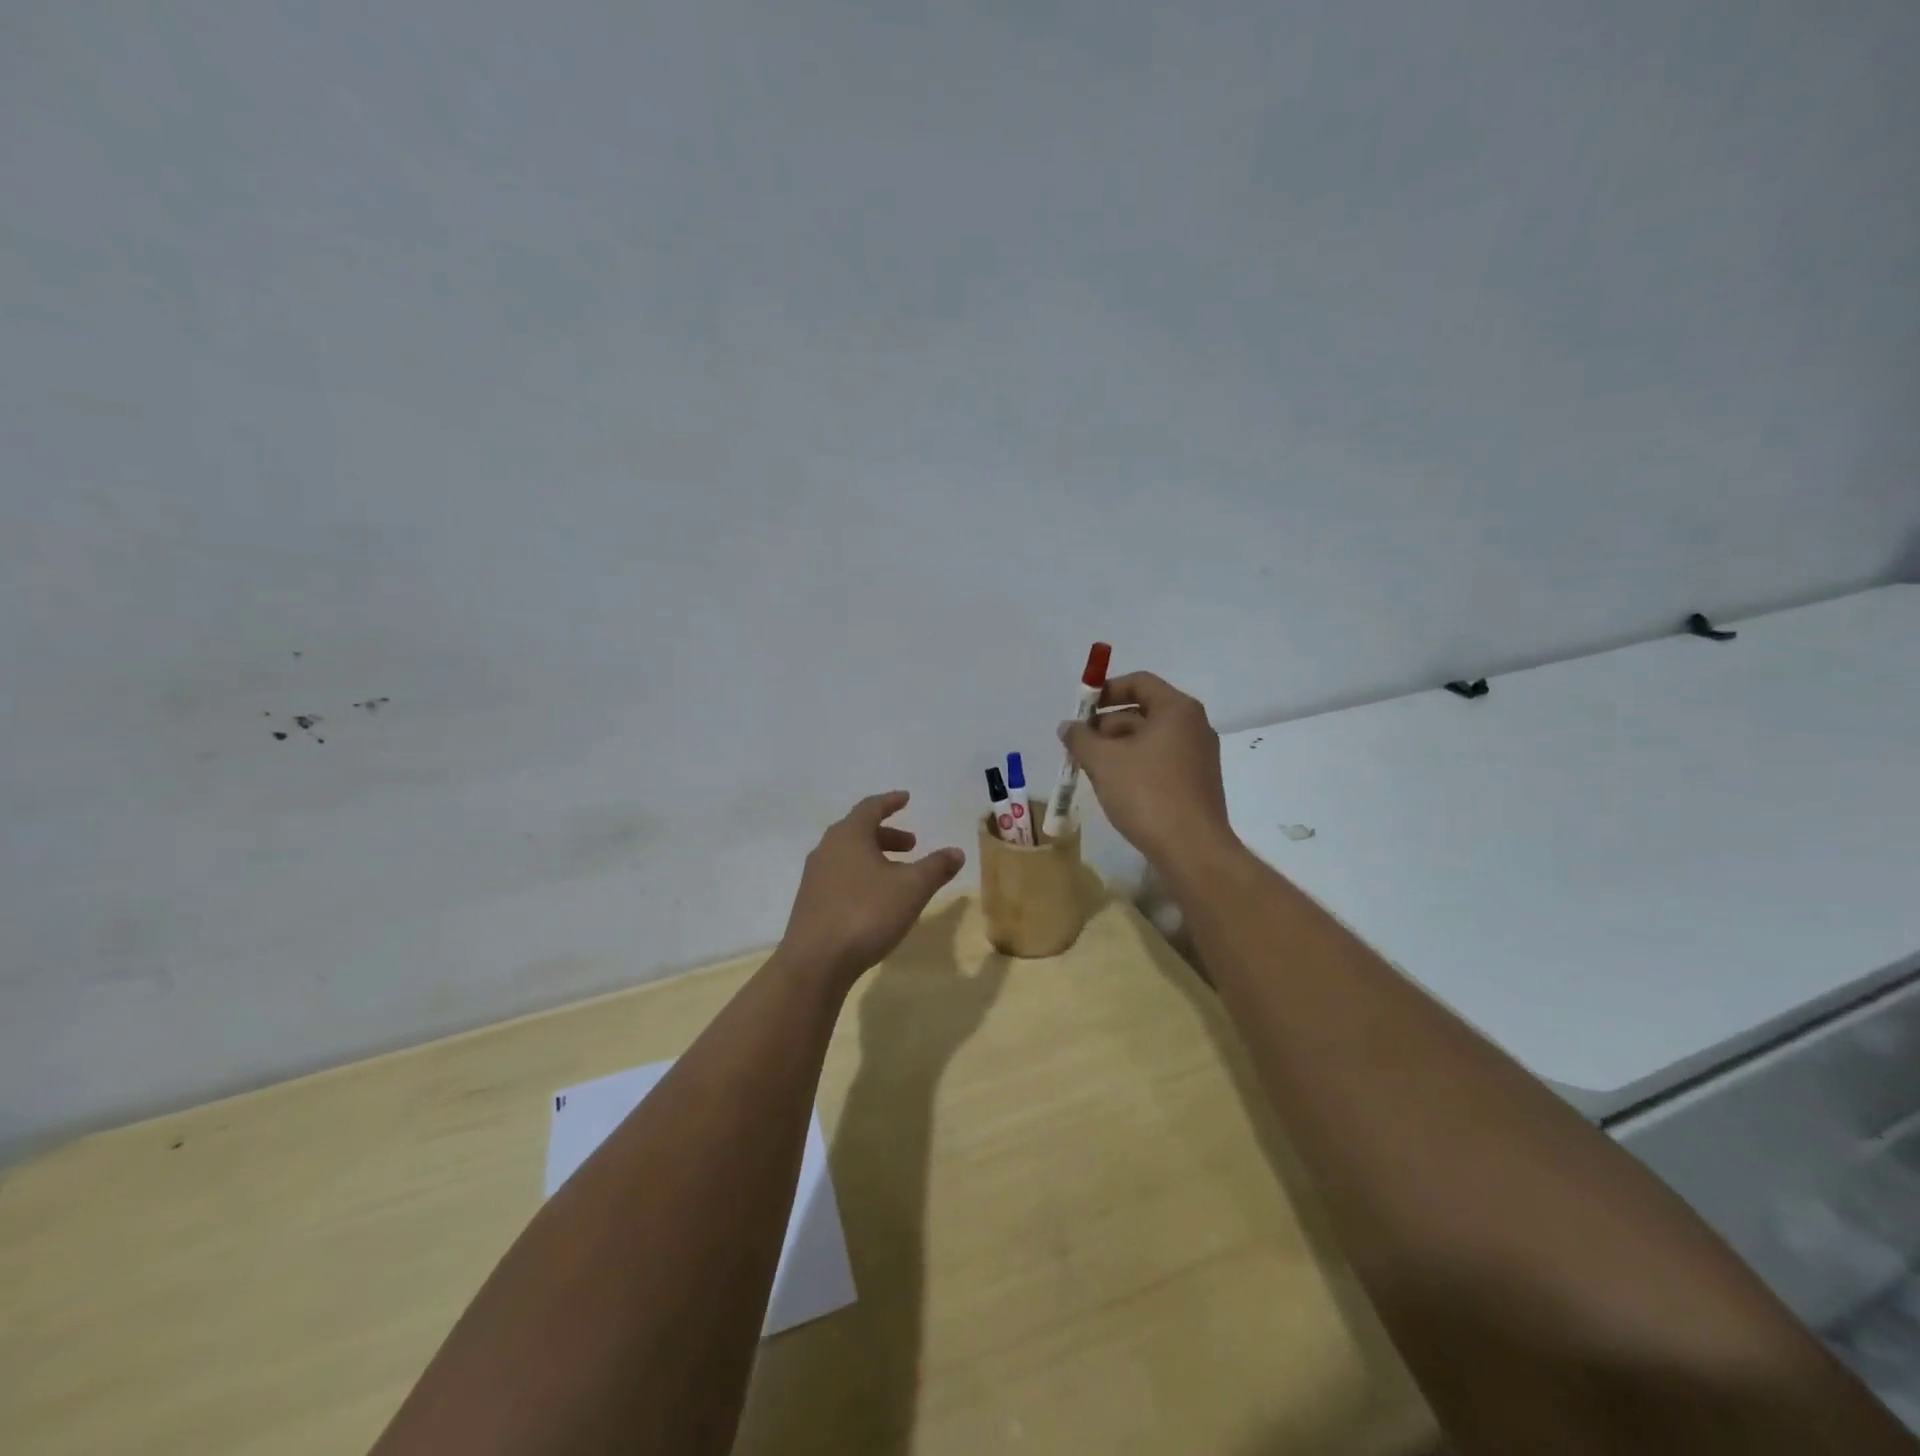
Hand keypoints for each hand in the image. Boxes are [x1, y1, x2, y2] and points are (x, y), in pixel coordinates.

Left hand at [780, 791, 965, 985]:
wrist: (815, 962)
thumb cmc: (866, 913)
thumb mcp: (912, 888)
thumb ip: (936, 867)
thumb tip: (956, 852)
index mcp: (849, 835)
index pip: (871, 807)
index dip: (890, 802)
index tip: (906, 798)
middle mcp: (827, 849)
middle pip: (858, 831)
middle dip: (887, 835)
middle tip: (912, 845)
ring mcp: (814, 877)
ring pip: (849, 856)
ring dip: (875, 858)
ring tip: (898, 875)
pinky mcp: (810, 903)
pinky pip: (840, 878)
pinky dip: (861, 877)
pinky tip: (876, 900)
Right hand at [1061, 671, 1237, 868]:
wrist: (1192, 849)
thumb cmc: (1147, 794)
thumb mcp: (1103, 761)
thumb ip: (1081, 738)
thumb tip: (1068, 726)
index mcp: (1177, 710)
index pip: (1139, 682)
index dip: (1106, 691)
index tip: (1081, 711)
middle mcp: (1194, 726)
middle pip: (1143, 712)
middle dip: (1107, 726)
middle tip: (1079, 746)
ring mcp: (1199, 756)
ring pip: (1150, 740)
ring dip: (1118, 749)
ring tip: (1091, 770)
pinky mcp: (1197, 784)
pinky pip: (1161, 762)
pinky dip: (1136, 766)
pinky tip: (1115, 788)